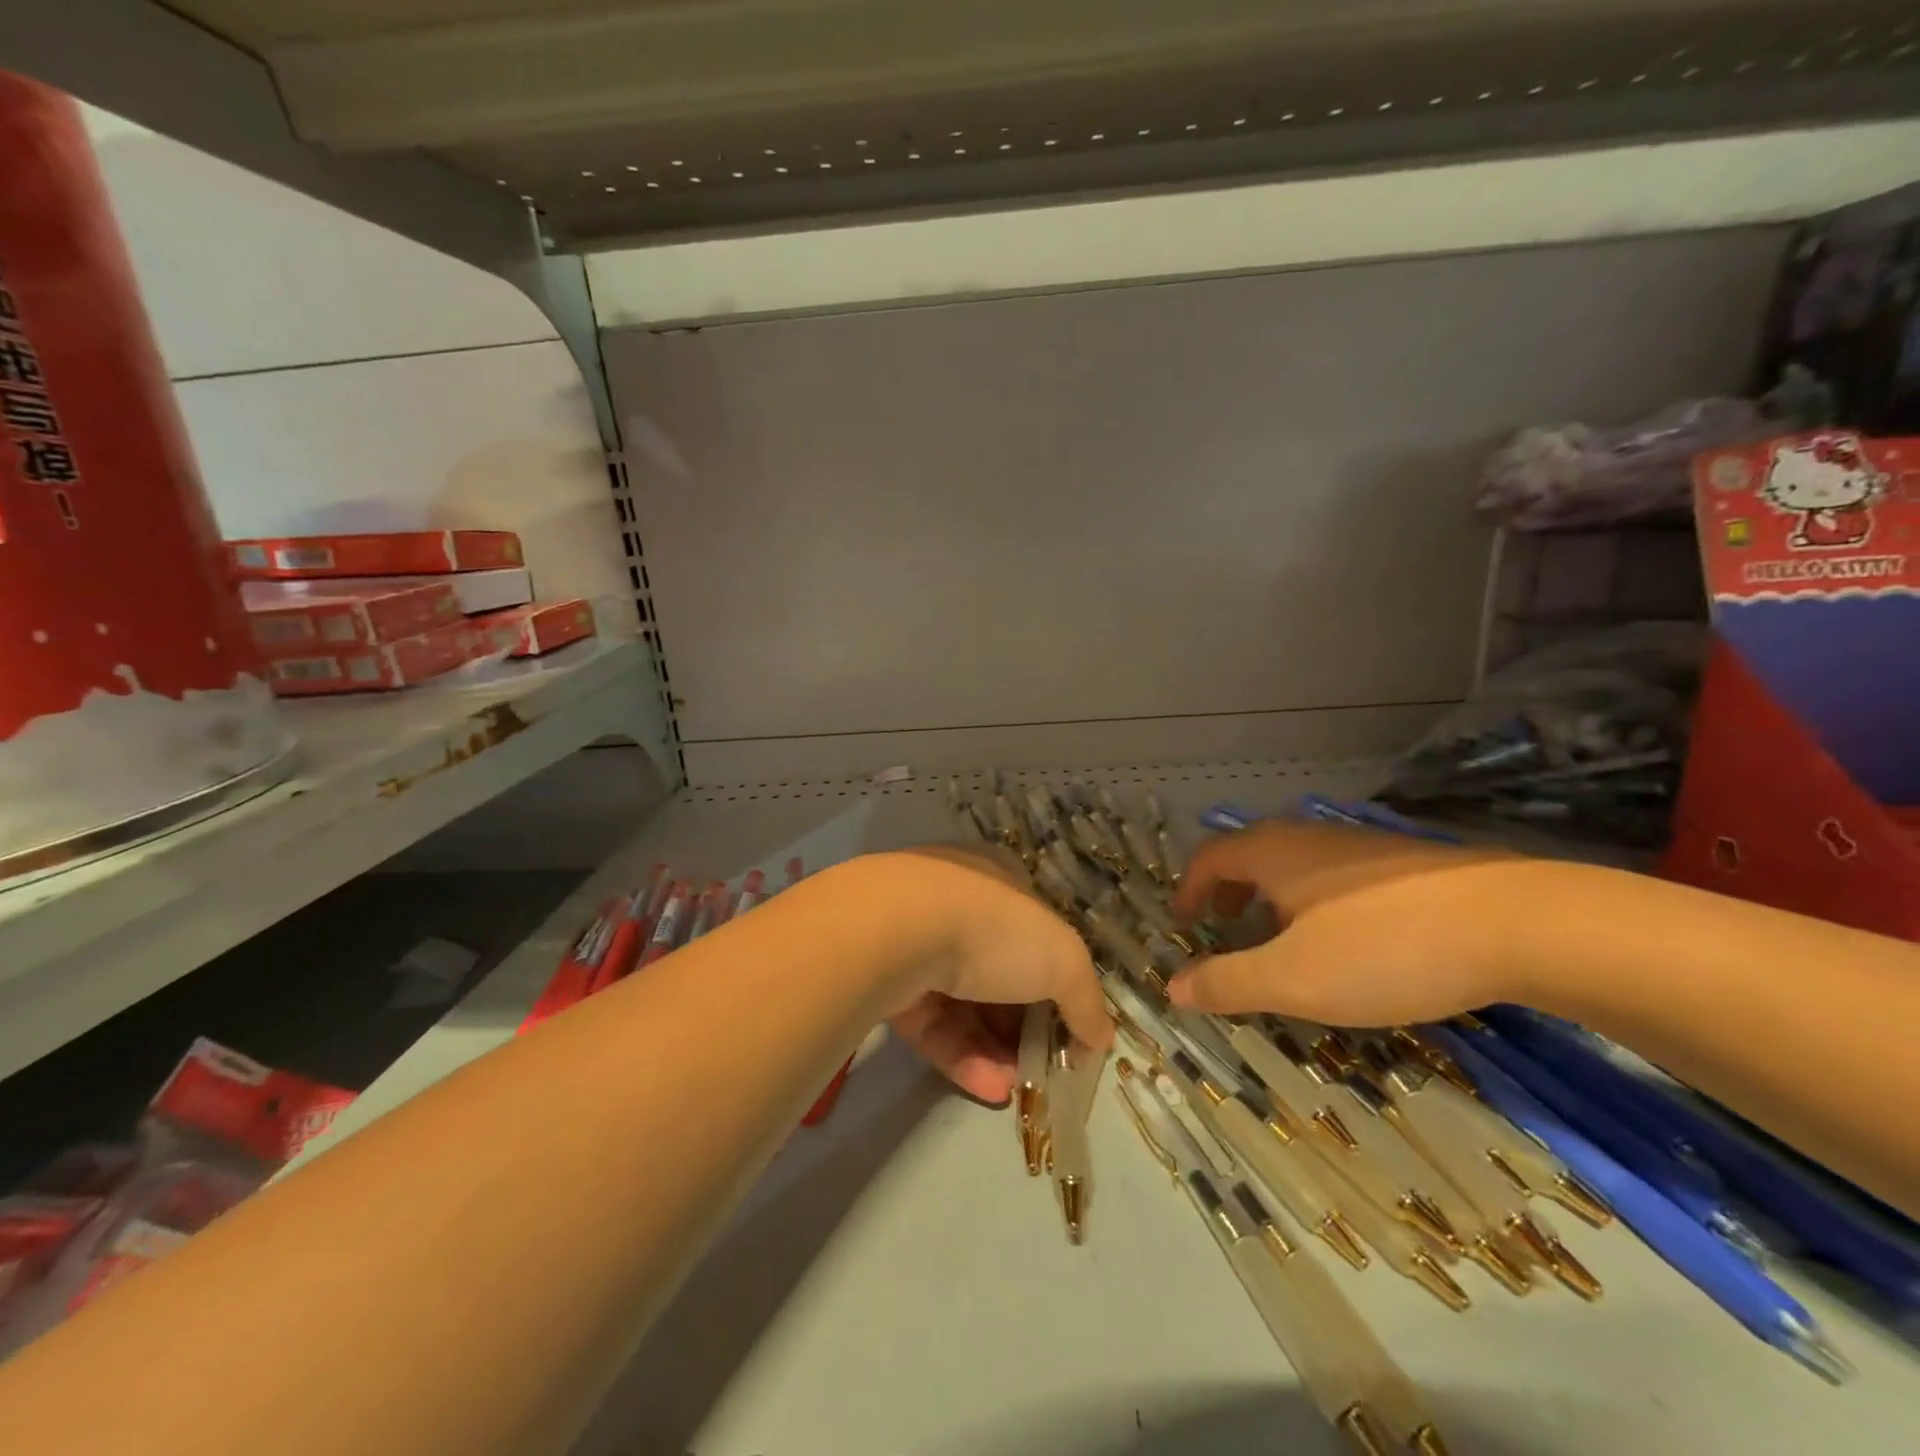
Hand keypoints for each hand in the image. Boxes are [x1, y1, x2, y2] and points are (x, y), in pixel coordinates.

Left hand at [879, 846, 1112, 1102]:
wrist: (899, 931)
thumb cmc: (995, 930)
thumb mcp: (1063, 959)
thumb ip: (1086, 1000)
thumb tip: (1100, 1039)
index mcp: (998, 883)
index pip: (1034, 933)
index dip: (1055, 980)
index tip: (1069, 1026)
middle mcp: (955, 906)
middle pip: (998, 973)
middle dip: (1022, 1025)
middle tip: (1042, 1067)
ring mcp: (916, 943)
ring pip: (962, 1004)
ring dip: (993, 1049)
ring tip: (1015, 1089)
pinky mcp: (887, 981)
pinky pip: (932, 1023)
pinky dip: (961, 1055)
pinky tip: (989, 1091)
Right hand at [1165, 822, 1538, 1026]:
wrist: (1517, 923)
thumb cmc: (1383, 948)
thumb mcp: (1292, 980)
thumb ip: (1227, 983)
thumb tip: (1172, 988)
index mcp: (1272, 854)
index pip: (1209, 857)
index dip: (1188, 888)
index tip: (1182, 920)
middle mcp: (1308, 838)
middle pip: (1250, 854)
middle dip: (1229, 891)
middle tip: (1224, 927)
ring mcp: (1360, 847)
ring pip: (1295, 865)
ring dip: (1272, 898)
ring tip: (1282, 940)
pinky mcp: (1403, 864)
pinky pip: (1334, 876)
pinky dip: (1314, 901)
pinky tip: (1346, 941)